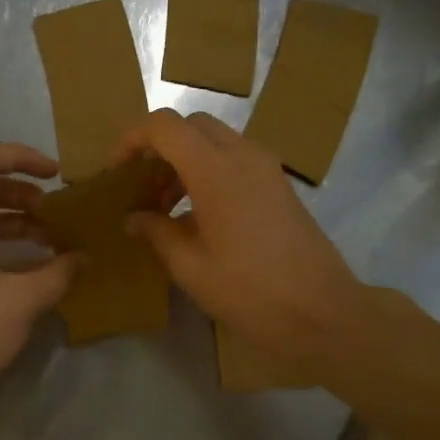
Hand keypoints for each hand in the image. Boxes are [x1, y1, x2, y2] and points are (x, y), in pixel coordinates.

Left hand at [0, 143, 81, 400]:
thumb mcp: (23, 299)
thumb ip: (59, 272)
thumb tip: (86, 258)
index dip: (21, 157)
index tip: (56, 175)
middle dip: (23, 193)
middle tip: (57, 212)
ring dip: (16, 221)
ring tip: (53, 239)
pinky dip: (4, 245)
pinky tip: (35, 266)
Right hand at [115, 110, 364, 368]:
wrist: (322, 313)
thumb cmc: (250, 292)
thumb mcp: (191, 267)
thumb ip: (157, 233)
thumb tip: (134, 217)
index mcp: (216, 171)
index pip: (166, 126)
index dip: (133, 139)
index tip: (117, 170)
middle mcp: (244, 157)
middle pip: (193, 125)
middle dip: (160, 147)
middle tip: (142, 186)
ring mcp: (268, 169)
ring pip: (217, 141)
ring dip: (185, 160)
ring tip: (165, 206)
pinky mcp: (280, 187)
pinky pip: (237, 160)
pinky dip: (210, 172)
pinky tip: (199, 216)